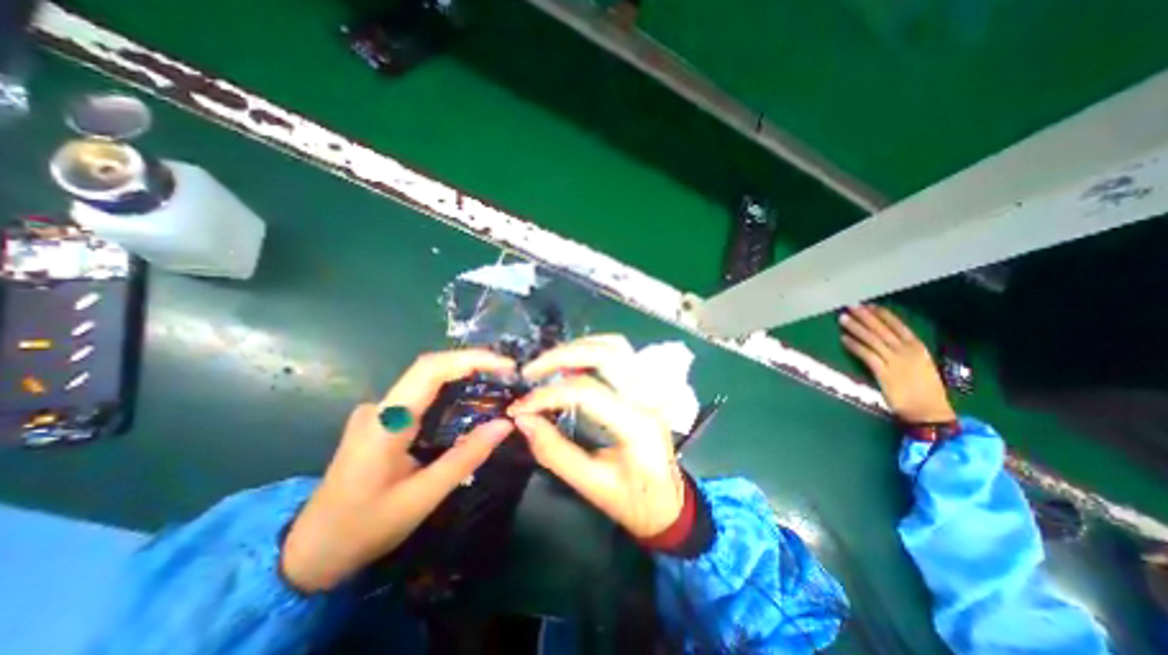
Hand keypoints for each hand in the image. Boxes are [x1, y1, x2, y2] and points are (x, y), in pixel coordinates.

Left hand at [279, 354, 512, 593]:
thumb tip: (505, 424)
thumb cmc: (365, 527)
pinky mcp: (383, 420)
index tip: (505, 365)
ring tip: (497, 384)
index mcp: (385, 422)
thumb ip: (465, 457)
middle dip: (473, 364)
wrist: (310, 552)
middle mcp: (380, 406)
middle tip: (508, 373)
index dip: (470, 359)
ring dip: (464, 376)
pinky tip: (470, 403)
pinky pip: (422, 395)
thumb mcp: (422, 497)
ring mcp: (379, 411)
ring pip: (427, 380)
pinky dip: (451, 391)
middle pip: (431, 369)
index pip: (430, 370)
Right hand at [509, 335, 686, 540]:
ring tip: (549, 365)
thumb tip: (523, 419)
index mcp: (636, 424)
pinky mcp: (647, 385)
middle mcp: (647, 396)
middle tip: (531, 372)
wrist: (671, 503)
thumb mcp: (591, 485)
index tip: (520, 408)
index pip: (586, 392)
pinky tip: (575, 363)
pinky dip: (593, 349)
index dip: (547, 396)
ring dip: (578, 348)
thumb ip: (554, 451)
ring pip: (614, 345)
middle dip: (560, 357)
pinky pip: (620, 352)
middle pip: (604, 354)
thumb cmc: (634, 501)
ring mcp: (650, 386)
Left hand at [841, 301, 958, 422]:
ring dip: (855, 327)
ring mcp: (895, 361)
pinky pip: (866, 355)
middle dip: (864, 316)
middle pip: (881, 329)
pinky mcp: (884, 373)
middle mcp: (906, 351)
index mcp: (917, 347)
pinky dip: (854, 345)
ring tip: (842, 318)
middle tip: (850, 306)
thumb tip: (884, 338)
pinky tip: (843, 339)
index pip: (898, 326)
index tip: (869, 305)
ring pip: (872, 339)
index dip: (882, 315)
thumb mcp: (920, 363)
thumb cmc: (924, 389)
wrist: (929, 411)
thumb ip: (903, 350)